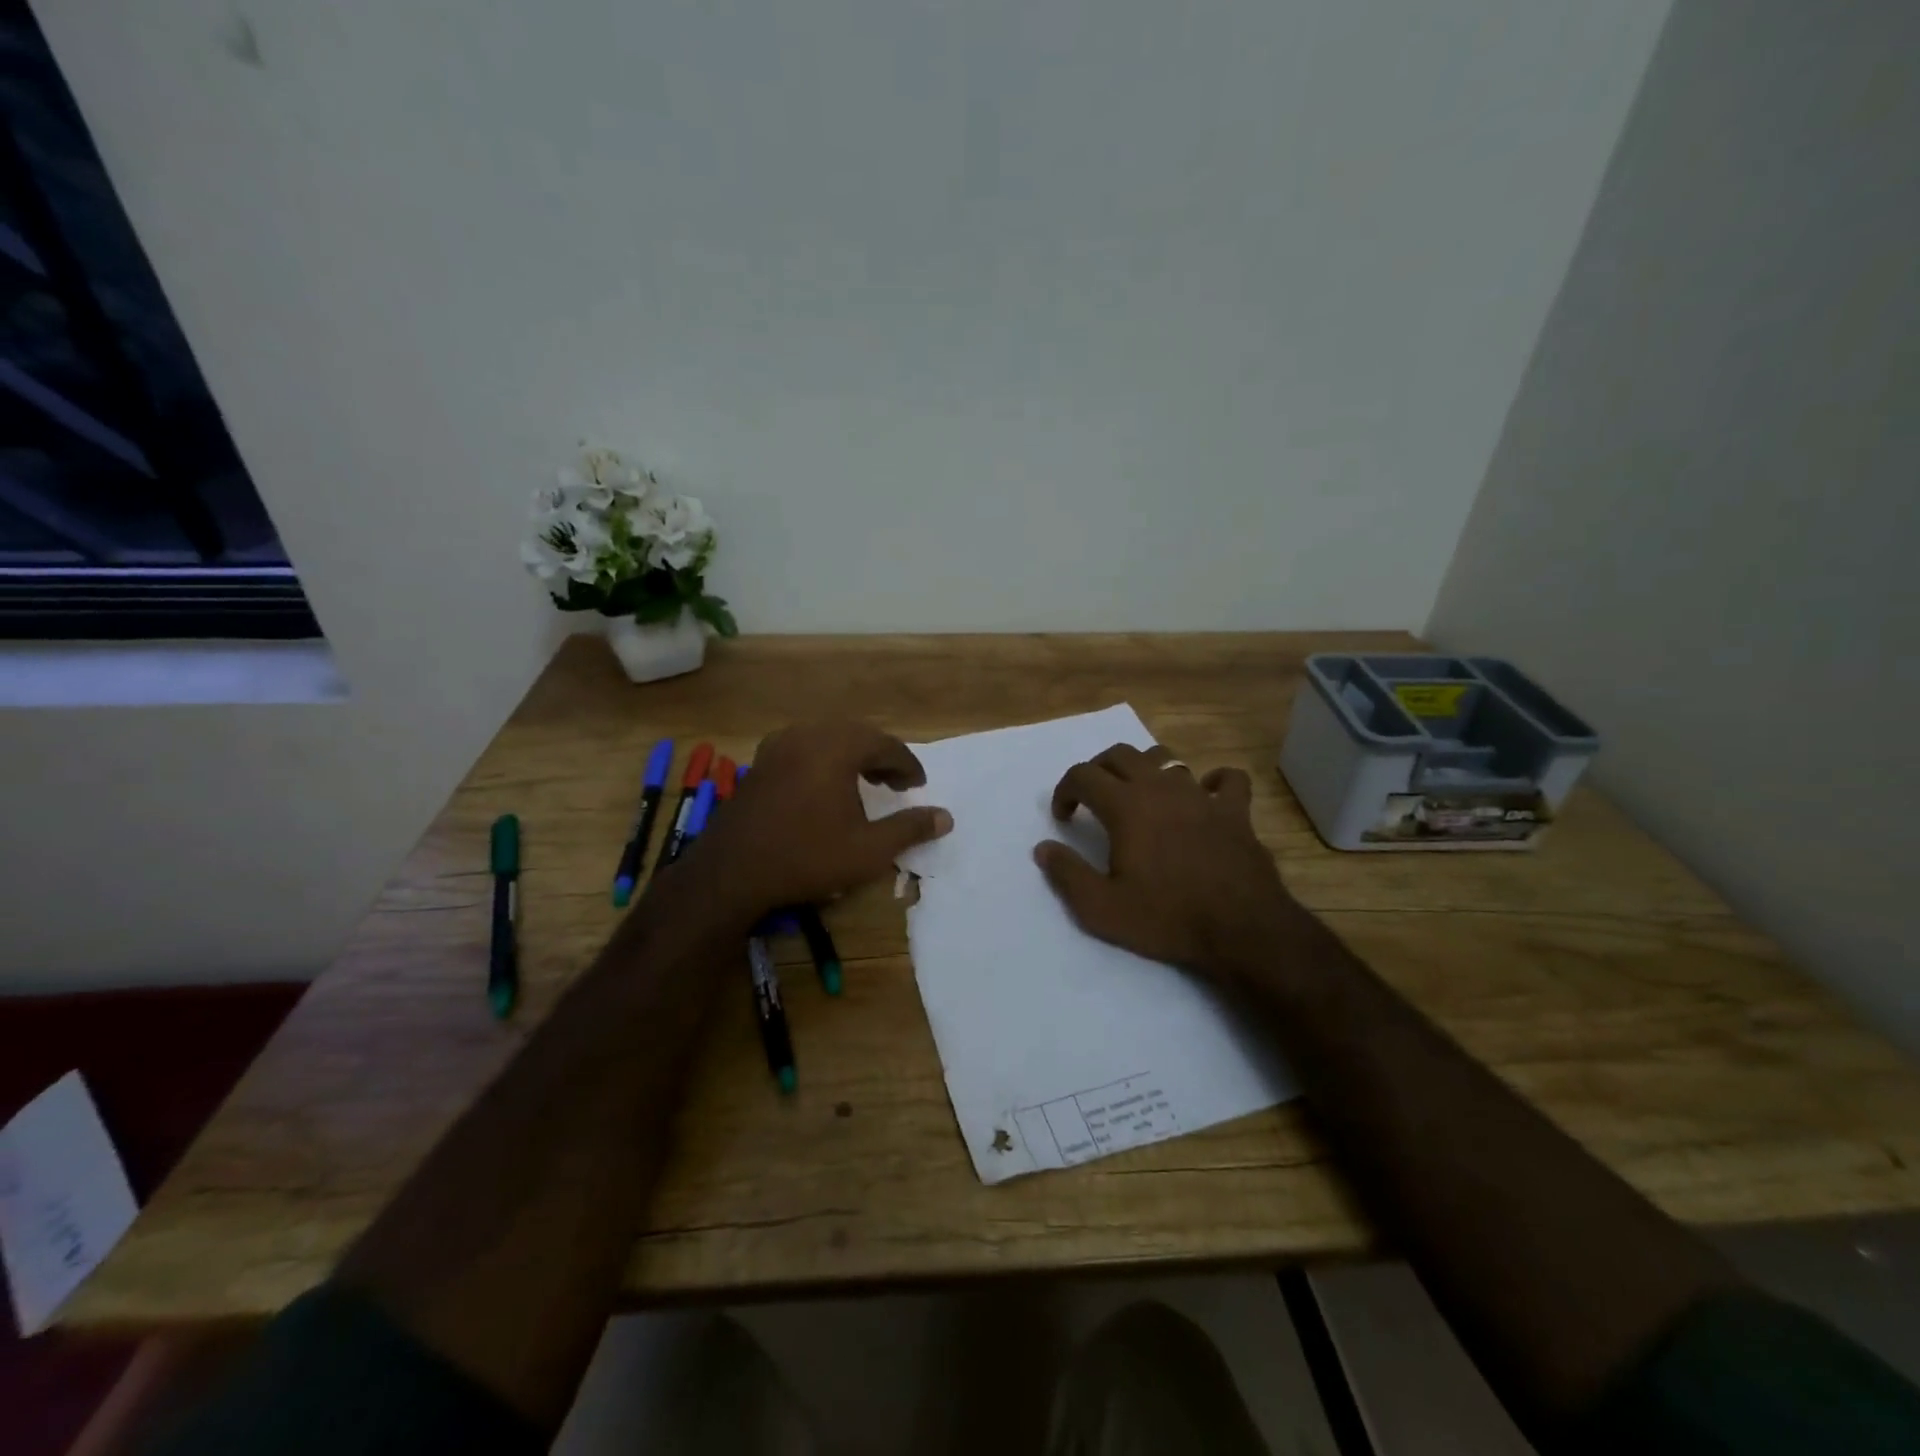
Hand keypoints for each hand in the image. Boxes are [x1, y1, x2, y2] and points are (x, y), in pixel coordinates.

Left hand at [689, 720, 952, 920]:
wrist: (733, 871)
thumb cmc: (807, 857)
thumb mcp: (868, 849)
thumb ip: (910, 828)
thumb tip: (946, 817)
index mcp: (837, 747)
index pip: (885, 745)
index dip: (907, 765)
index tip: (918, 786)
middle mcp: (808, 735)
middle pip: (856, 734)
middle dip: (880, 757)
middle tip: (896, 785)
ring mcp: (779, 745)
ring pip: (828, 738)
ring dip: (852, 756)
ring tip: (865, 783)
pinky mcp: (761, 762)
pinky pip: (803, 747)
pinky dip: (824, 759)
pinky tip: (824, 785)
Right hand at [1033, 743, 1306, 986]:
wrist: (1242, 930)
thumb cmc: (1167, 918)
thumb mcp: (1102, 909)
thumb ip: (1067, 874)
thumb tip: (1043, 848)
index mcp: (1126, 806)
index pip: (1083, 775)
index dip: (1065, 790)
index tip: (1064, 817)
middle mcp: (1161, 788)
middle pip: (1120, 754)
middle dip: (1098, 769)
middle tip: (1092, 798)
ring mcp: (1201, 795)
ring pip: (1167, 758)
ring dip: (1144, 768)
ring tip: (1138, 793)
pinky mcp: (1235, 810)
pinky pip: (1226, 779)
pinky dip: (1212, 781)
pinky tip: (1205, 796)